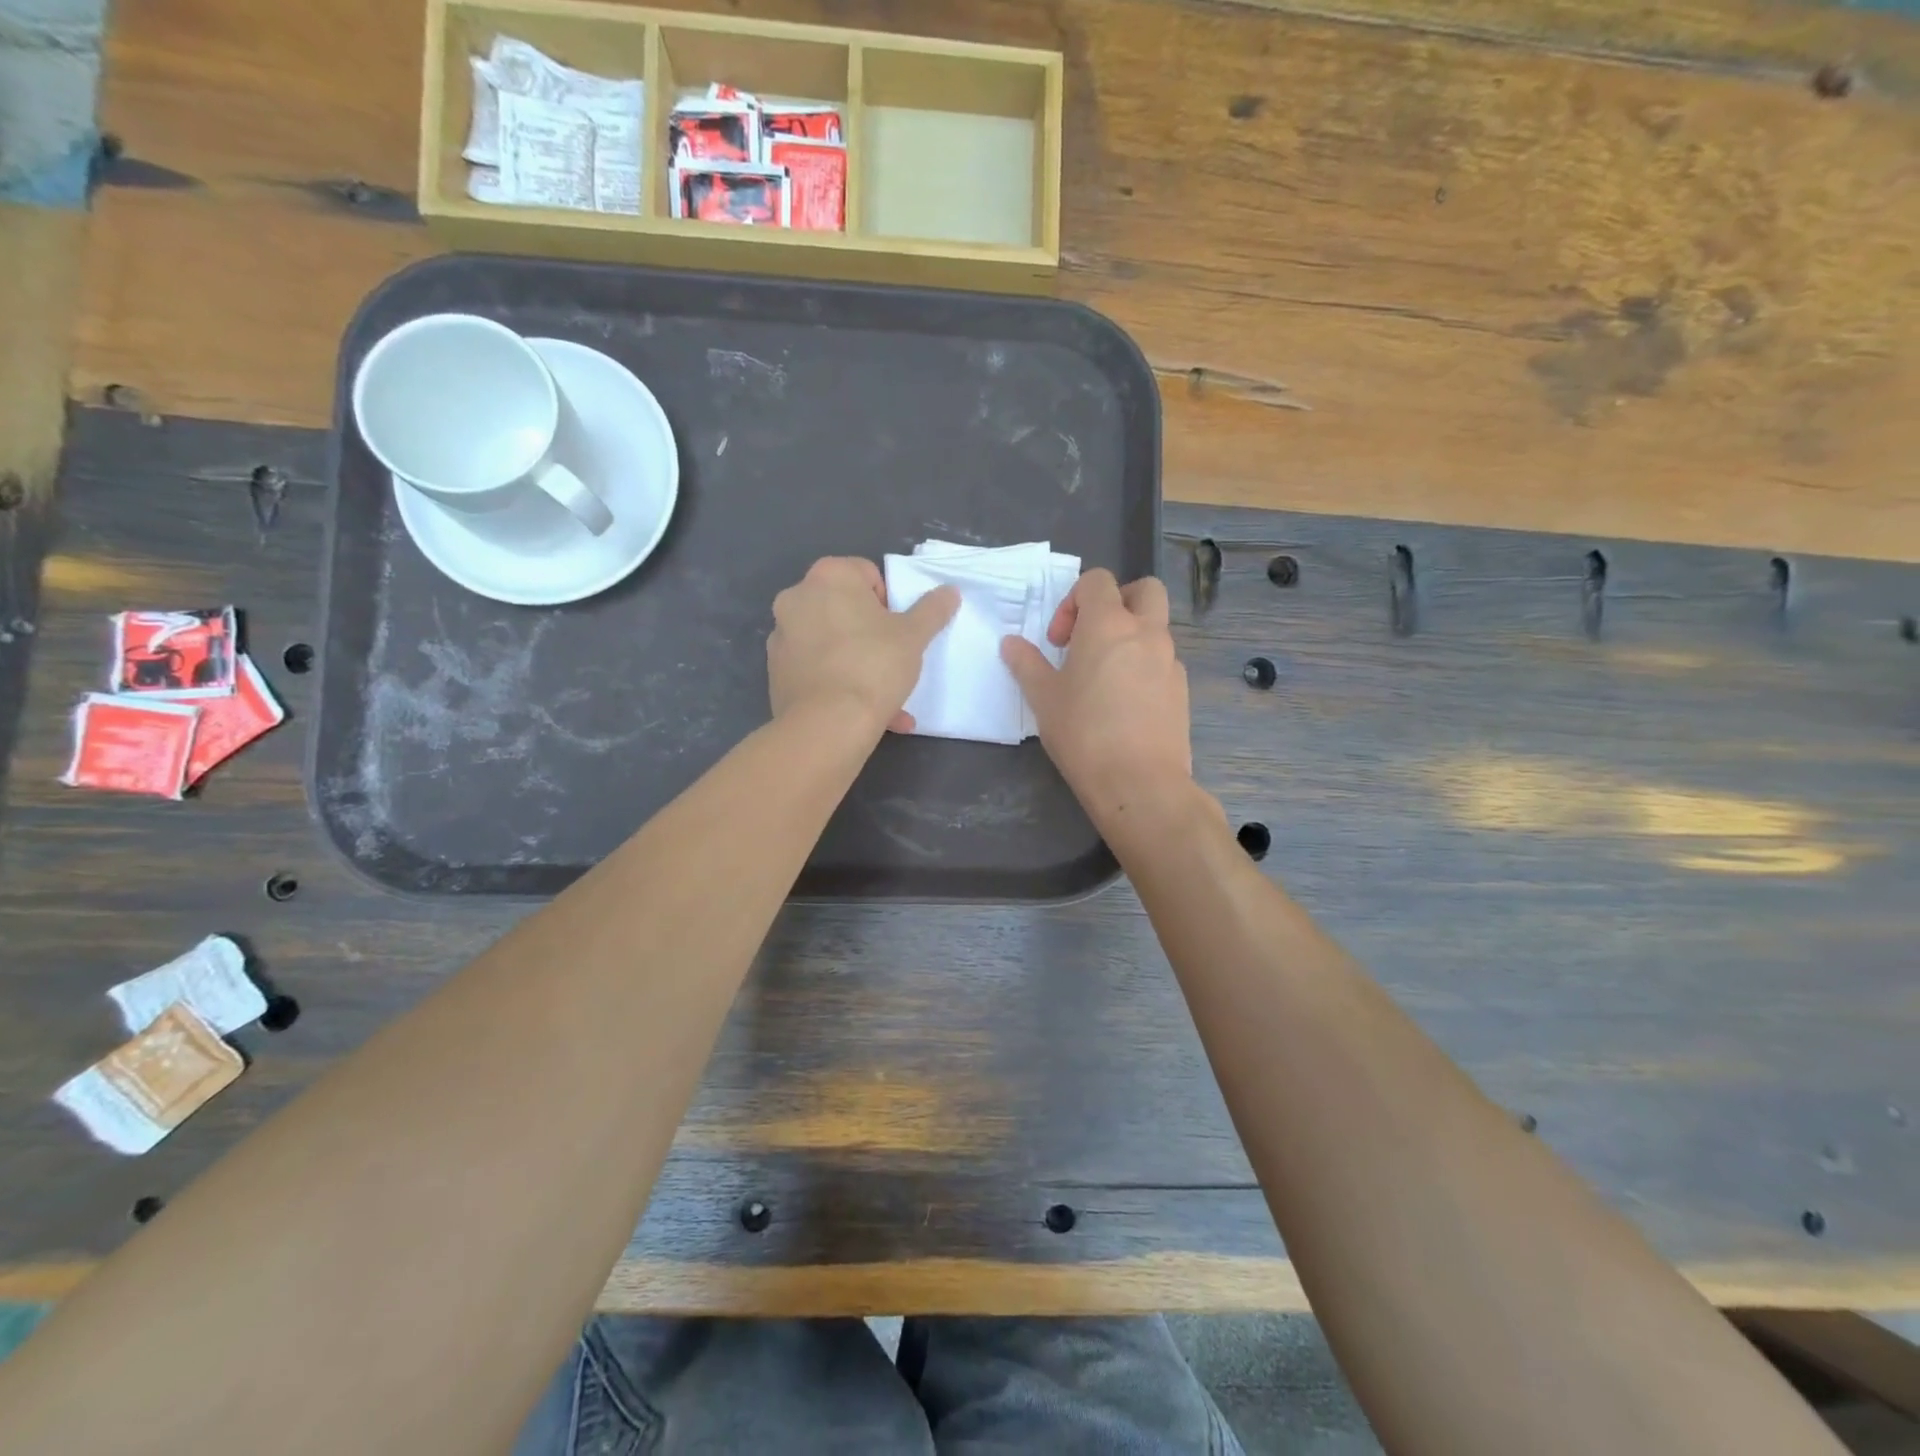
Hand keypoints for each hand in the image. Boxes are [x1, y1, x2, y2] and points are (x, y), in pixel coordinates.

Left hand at [769, 557, 957, 736]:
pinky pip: (817, 672)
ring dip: (858, 664)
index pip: (867, 574)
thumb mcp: (914, 636)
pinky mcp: (776, 673)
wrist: (827, 725)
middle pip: (845, 609)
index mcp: (828, 576)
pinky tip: (867, 714)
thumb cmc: (873, 665)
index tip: (899, 630)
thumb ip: (932, 609)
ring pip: (831, 645)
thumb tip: (949, 591)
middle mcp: (796, 598)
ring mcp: (781, 637)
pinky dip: (839, 685)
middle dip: (871, 635)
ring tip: (888, 699)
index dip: (890, 602)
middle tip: (894, 661)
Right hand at [1001, 570, 1192, 829]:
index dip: (1073, 600)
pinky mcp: (1182, 691)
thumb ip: (1026, 664)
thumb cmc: (1083, 733)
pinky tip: (1124, 705)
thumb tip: (1010, 643)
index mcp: (1108, 625)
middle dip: (1118, 601)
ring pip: (1155, 629)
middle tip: (1092, 637)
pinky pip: (1163, 662)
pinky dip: (1144, 667)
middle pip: (1144, 590)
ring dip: (1130, 637)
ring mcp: (1170, 661)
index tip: (1059, 640)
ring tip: (1103, 678)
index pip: (1097, 581)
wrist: (1139, 783)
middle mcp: (1146, 633)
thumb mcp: (1043, 698)